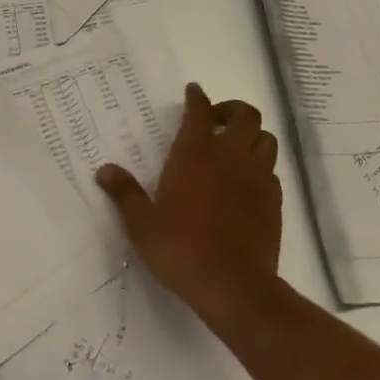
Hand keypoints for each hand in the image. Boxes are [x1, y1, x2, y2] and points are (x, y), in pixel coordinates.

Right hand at [95, 84, 282, 328]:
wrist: (234, 287)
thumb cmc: (181, 249)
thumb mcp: (142, 224)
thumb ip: (125, 193)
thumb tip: (105, 171)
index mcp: (196, 153)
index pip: (200, 110)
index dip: (197, 97)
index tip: (193, 92)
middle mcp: (230, 156)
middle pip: (245, 114)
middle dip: (231, 110)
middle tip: (216, 120)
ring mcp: (257, 177)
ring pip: (266, 139)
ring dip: (252, 136)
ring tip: (236, 148)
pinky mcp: (274, 201)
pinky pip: (272, 171)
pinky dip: (261, 167)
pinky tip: (247, 183)